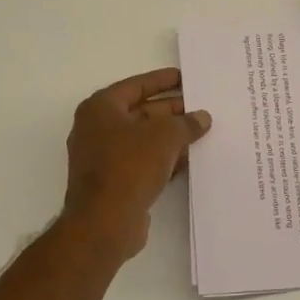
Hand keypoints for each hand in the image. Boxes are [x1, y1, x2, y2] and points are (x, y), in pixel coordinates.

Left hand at [61, 67, 211, 260]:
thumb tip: (202, 117)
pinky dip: (164, 159)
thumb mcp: (165, 136)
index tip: (186, 78)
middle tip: (201, 108)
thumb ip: (186, 123)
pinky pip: (143, 162)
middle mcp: (97, 129)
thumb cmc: (130, 166)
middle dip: (172, 111)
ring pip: (144, 139)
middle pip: (140, 112)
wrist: (105, 222)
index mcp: (101, 108)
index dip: (162, 80)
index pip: (136, 86)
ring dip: (171, 137)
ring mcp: (104, 157)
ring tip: (202, 133)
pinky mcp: (114, 182)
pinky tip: (189, 160)